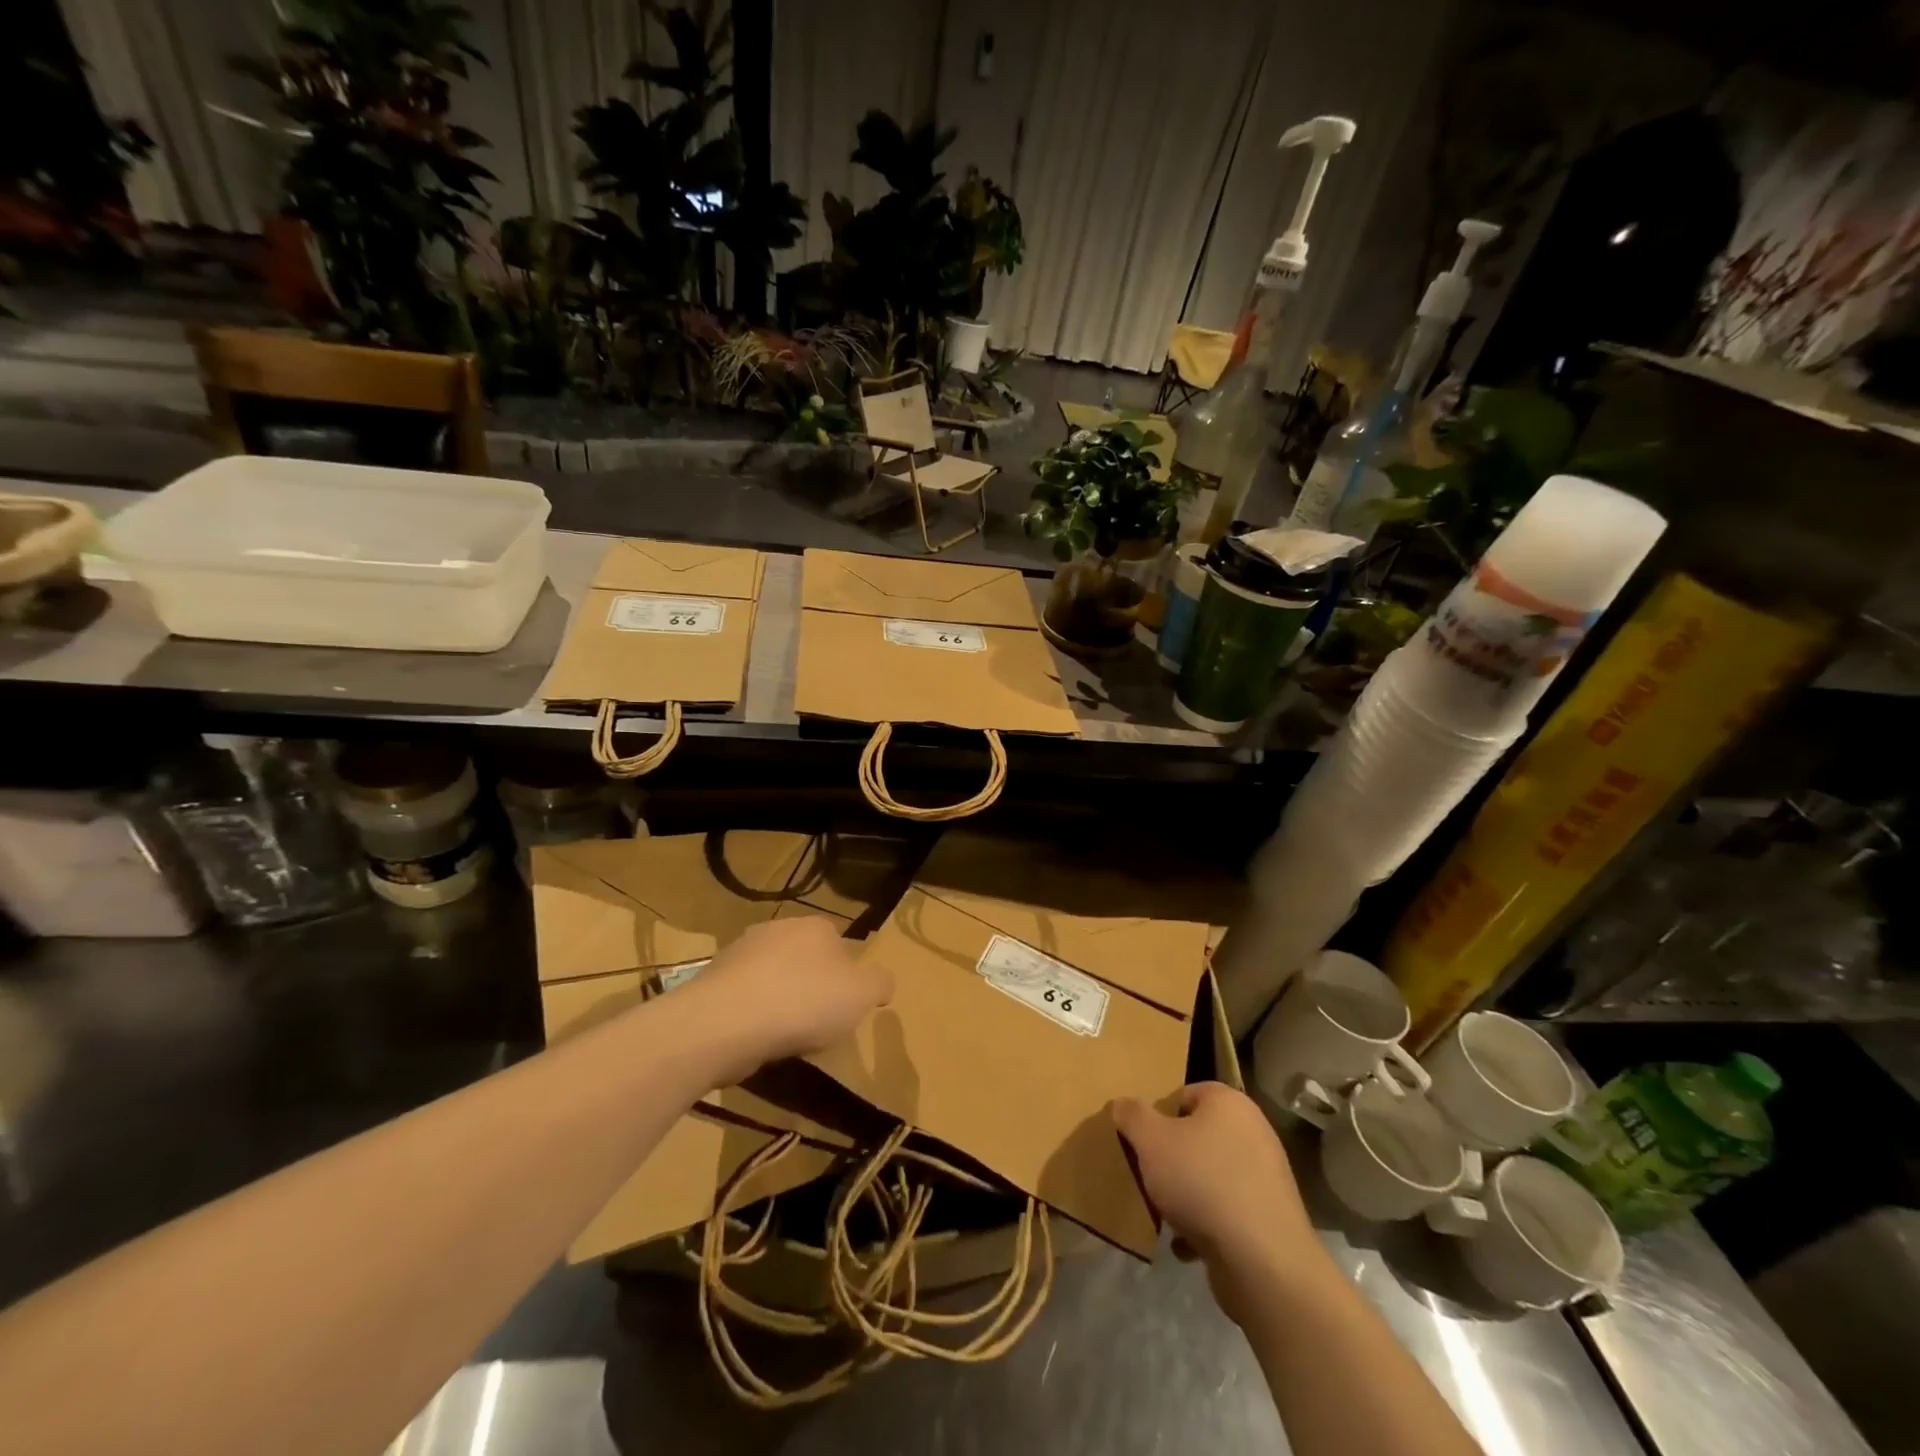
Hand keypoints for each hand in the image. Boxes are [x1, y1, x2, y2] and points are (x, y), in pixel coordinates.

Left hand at [687, 916, 891, 1080]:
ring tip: (787, 1038)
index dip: (846, 970)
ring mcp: (740, 954)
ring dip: (780, 1001)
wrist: (725, 1022)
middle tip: (820, 1021)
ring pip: (772, 977)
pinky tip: (757, 1041)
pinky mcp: (713, 982)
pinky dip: (753, 1016)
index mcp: (815, 926)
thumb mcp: (862, 993)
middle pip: (803, 956)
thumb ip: (879, 983)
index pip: (838, 939)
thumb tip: (881, 982)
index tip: (847, 1001)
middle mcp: (777, 929)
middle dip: (811, 984)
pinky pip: (744, 998)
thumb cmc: (804, 1001)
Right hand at [1113, 1083, 1327, 1323]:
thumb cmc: (1202, 1183)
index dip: (1158, 1116)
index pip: (1184, 1094)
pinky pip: (1226, 1210)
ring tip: (1164, 1213)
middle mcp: (1253, 1131)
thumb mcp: (1151, 1141)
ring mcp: (1265, 1176)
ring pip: (1209, 1175)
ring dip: (1185, 1194)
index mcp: (1229, 1102)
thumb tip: (1122, 1104)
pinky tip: (1186, 1244)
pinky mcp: (1269, 1217)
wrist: (1263, 1262)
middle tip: (1148, 1175)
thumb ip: (1132, 1115)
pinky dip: (1205, 1224)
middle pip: (1196, 1136)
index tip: (1141, 1141)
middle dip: (1170, 1158)